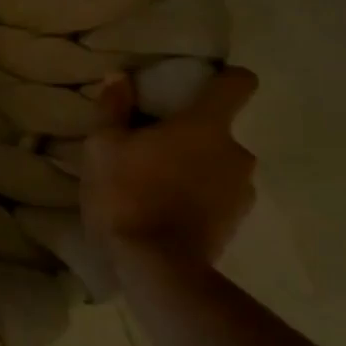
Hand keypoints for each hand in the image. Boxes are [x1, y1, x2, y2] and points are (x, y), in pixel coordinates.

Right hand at [80, 66, 258, 293]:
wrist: (155, 267)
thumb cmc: (126, 193)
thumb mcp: (102, 146)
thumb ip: (113, 109)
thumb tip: (120, 78)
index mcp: (206, 125)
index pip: (238, 83)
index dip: (223, 78)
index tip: (197, 85)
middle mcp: (237, 152)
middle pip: (219, 129)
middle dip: (190, 135)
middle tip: (151, 146)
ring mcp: (242, 191)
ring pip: (218, 164)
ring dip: (194, 167)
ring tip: (155, 182)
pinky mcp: (237, 223)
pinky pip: (218, 195)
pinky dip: (197, 196)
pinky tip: (165, 208)